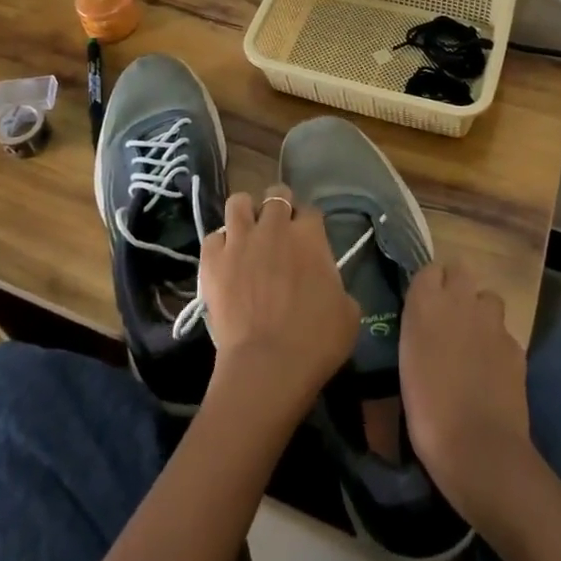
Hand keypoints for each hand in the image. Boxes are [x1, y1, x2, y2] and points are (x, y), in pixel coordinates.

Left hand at [199, 185, 359, 421]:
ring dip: (245, 213)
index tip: (307, 240)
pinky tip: (225, 261)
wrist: (268, 365)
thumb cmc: (316, 342)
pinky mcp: (212, 259)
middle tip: (279, 230)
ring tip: (247, 232)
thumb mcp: (348, 312)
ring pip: (238, 202)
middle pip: (276, 195)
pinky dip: (219, 246)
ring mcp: (240, 240)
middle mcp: (274, 226)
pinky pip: (213, 237)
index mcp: (309, 235)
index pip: (311, 211)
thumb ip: (336, 284)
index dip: (309, 224)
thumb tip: (325, 282)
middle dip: (279, 206)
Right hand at [400, 263, 533, 519]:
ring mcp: (492, 321)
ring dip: (481, 311)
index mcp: (425, 302)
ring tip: (473, 341)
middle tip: (449, 316)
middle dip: (457, 286)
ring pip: (488, 298)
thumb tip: (426, 319)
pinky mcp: (515, 345)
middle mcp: (460, 300)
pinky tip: (492, 371)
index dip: (430, 284)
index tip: (425, 304)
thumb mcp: (407, 360)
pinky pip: (504, 332)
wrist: (478, 448)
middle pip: (461, 270)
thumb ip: (418, 327)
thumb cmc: (427, 409)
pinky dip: (498, 344)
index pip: (429, 269)